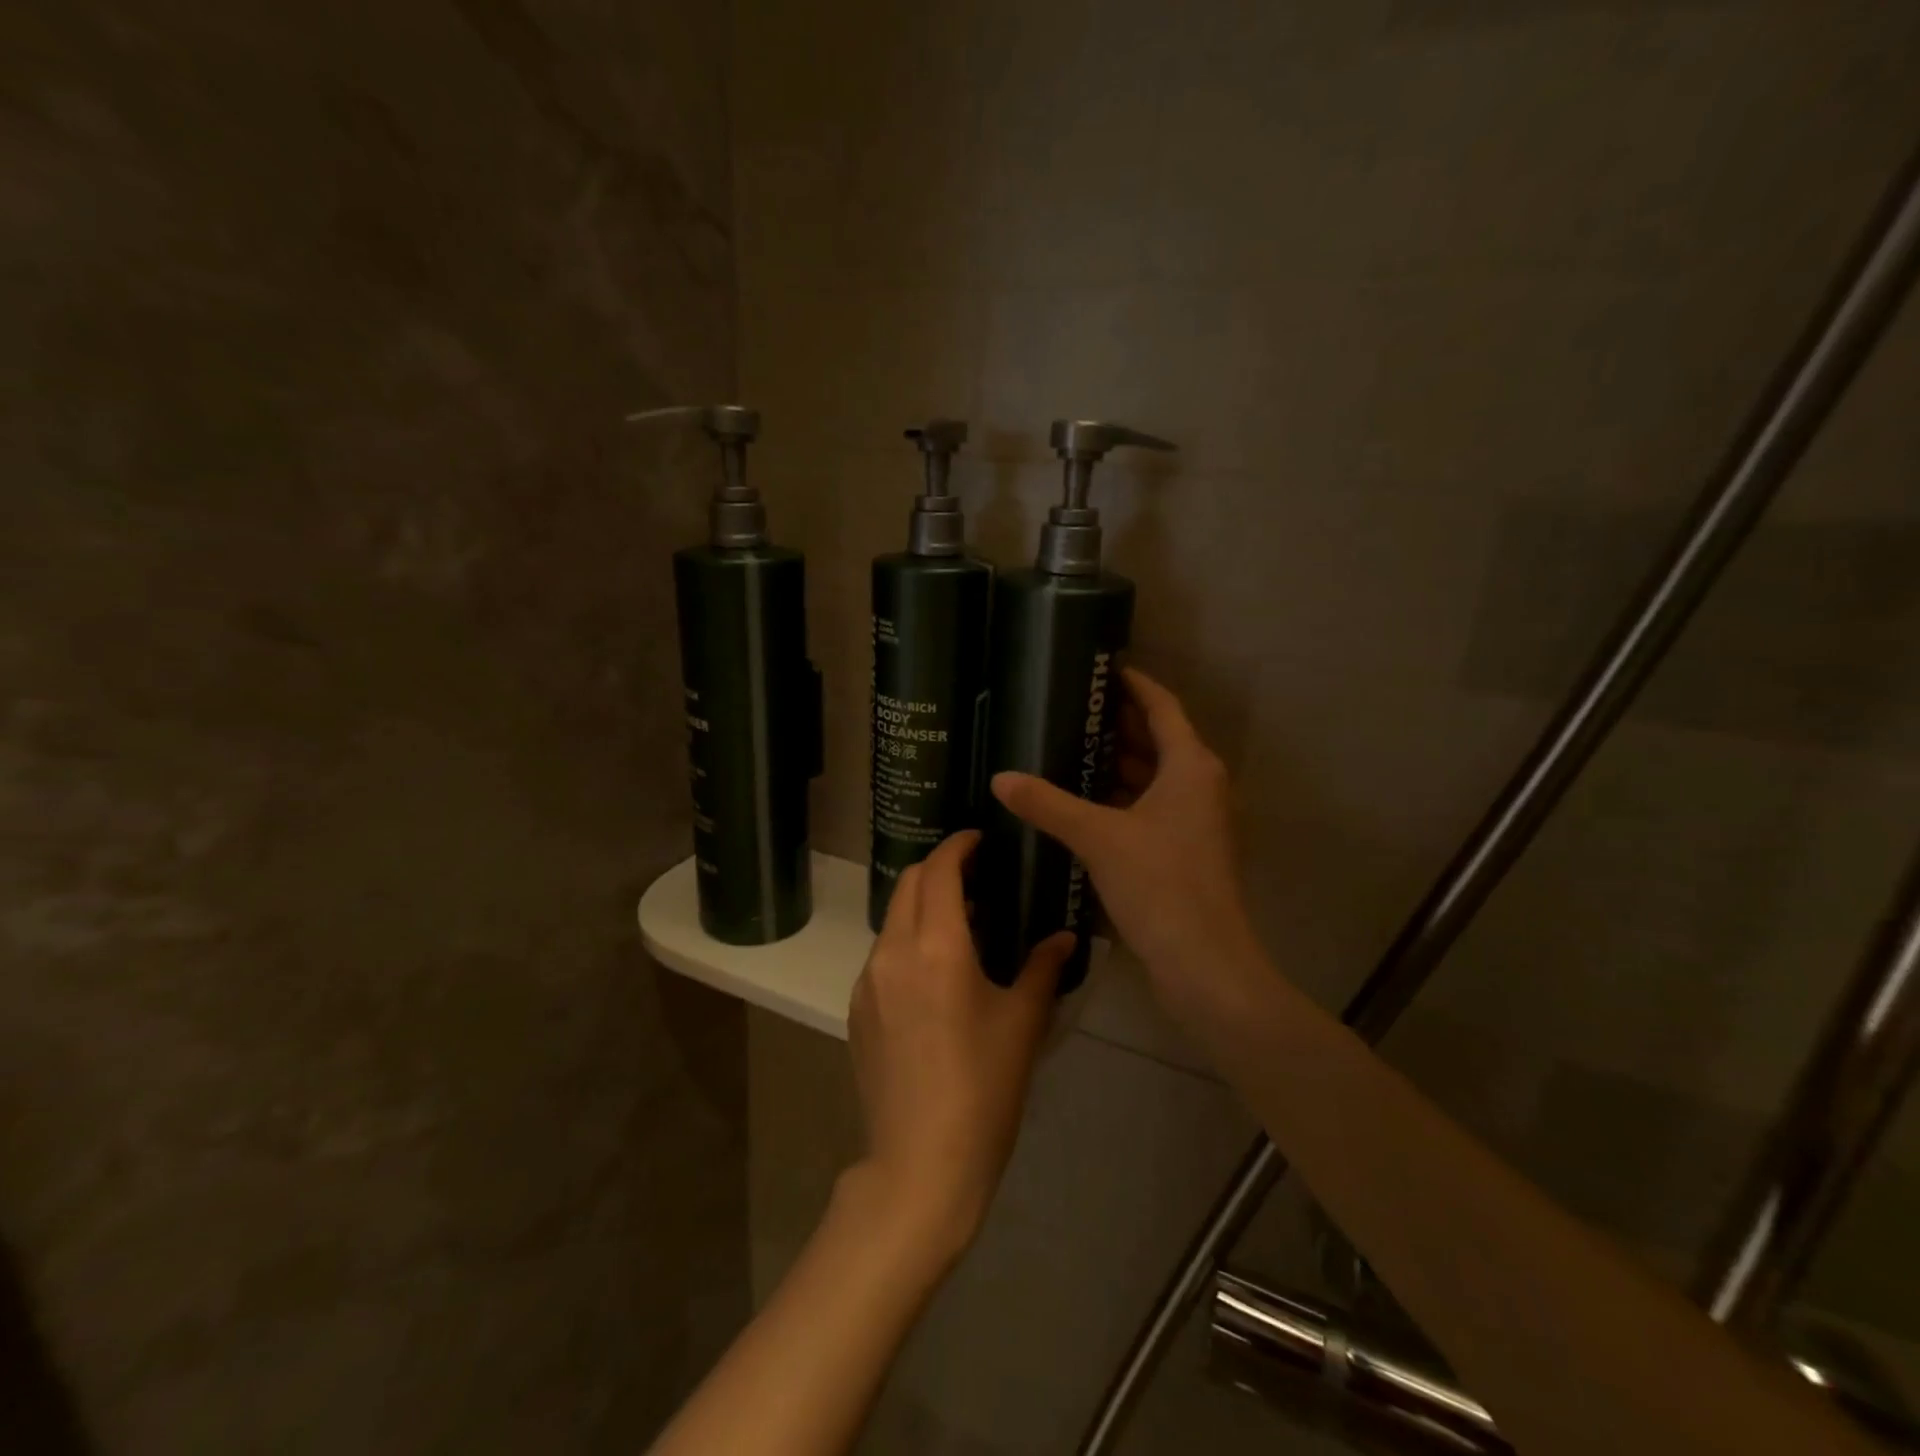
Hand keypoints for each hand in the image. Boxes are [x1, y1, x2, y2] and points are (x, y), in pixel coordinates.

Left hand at [847, 830, 1073, 1261]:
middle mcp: (894, 951)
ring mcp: (868, 980)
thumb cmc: (983, 1089)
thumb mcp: (1023, 1024)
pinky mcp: (856, 1009)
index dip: (958, 846)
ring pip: (893, 919)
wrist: (920, 1163)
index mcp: (937, 946)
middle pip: (909, 884)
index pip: (940, 871)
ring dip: (922, 906)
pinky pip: (882, 954)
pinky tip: (933, 974)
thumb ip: (1043, 969)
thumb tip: (1064, 938)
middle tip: (975, 876)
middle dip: (939, 868)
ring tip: (961, 926)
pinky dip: (907, 941)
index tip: (977, 839)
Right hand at [990, 668, 1258, 1017]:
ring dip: (1118, 764)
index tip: (1101, 669)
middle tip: (1070, 710)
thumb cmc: (1160, 884)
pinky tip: (1083, 803)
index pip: (1162, 707)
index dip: (1134, 685)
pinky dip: (1122, 798)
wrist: (1204, 962)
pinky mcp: (1185, 851)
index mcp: (1190, 767)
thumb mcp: (1098, 837)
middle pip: (1159, 740)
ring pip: (1154, 777)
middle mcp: (1200, 786)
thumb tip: (1000, 778)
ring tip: (1067, 750)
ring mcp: (1196, 821)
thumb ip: (1048, 804)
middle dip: (1117, 725)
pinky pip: (1151, 807)